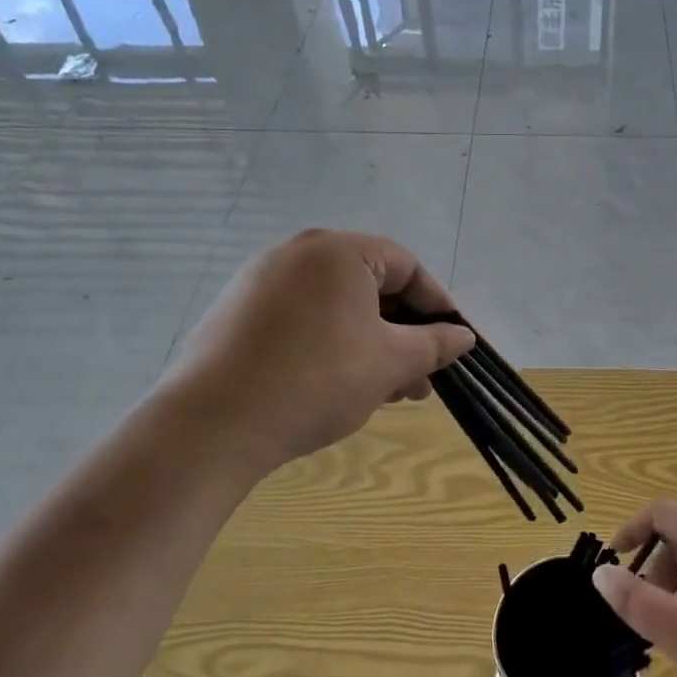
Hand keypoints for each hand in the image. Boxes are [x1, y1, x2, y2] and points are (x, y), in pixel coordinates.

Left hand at [152, 229, 473, 480]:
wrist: (212, 425)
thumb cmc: (317, 380)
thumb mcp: (390, 362)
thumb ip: (435, 343)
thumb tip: (463, 335)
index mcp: (338, 251)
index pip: (406, 267)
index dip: (437, 306)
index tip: (454, 343)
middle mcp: (298, 253)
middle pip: (371, 287)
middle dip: (404, 334)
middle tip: (422, 377)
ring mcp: (261, 282)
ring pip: (337, 307)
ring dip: (371, 345)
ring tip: (389, 392)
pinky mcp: (237, 313)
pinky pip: (303, 319)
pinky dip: (332, 345)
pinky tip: (342, 386)